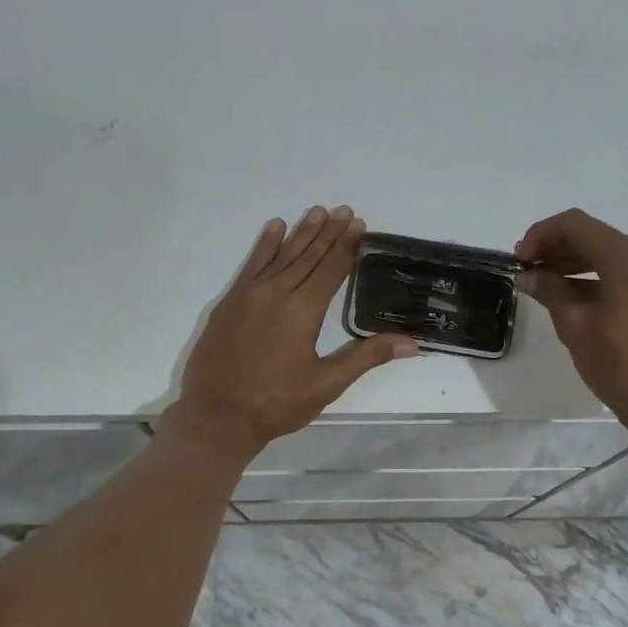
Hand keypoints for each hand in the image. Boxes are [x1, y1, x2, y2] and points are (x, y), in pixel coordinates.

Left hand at [164, 207, 415, 459]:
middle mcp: (276, 293)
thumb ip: (366, 357)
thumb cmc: (276, 404)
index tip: (359, 224)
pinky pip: (251, 265)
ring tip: (317, 212)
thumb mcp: (326, 384)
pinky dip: (264, 246)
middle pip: (308, 256)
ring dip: (301, 233)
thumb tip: (411, 343)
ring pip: (281, 255)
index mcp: (302, 311)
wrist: (216, 416)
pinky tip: (274, 229)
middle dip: (328, 232)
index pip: (331, 270)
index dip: (347, 246)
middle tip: (344, 210)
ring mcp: (248, 295)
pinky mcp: (229, 302)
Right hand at [515, 208, 627, 437]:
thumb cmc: (622, 368)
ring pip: (611, 252)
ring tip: (544, 284)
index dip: (541, 235)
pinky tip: (573, 293)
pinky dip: (599, 276)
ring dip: (576, 262)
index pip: (576, 225)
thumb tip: (529, 275)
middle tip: (527, 272)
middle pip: (595, 236)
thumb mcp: (577, 328)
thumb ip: (551, 291)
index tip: (519, 260)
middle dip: (557, 249)